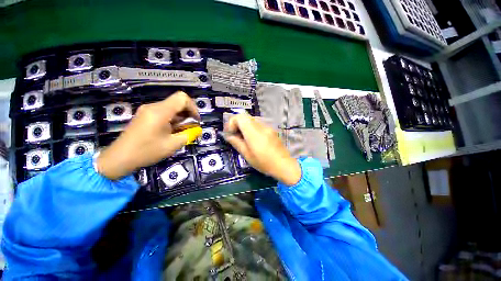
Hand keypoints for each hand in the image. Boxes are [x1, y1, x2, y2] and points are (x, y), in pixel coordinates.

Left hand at [96, 91, 201, 179]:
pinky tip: (172, 131)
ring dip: (180, 117)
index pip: (182, 98)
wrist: (119, 158)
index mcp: (160, 112)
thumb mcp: (173, 145)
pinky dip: (172, 119)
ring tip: (182, 131)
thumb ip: (189, 135)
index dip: (193, 107)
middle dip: (188, 113)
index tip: (196, 120)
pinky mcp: (145, 115)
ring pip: (171, 107)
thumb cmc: (146, 152)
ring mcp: (147, 110)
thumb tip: (198, 130)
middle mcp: (153, 107)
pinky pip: (164, 112)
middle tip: (190, 127)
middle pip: (177, 102)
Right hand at [224, 113, 300, 185]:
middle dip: (238, 124)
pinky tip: (253, 140)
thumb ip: (236, 143)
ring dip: (245, 126)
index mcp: (253, 132)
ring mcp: (268, 127)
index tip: (230, 132)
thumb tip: (229, 136)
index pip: (240, 117)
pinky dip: (252, 129)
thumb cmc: (264, 162)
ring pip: (252, 120)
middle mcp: (261, 126)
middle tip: (235, 135)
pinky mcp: (272, 130)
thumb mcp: (247, 155)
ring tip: (244, 138)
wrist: (284, 165)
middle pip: (246, 117)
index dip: (232, 122)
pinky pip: (259, 125)